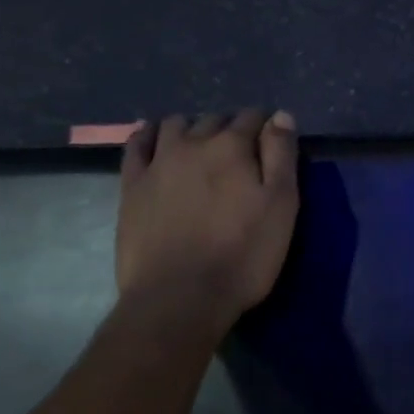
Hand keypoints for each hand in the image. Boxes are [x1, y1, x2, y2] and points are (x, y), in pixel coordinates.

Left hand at [114, 110, 299, 331]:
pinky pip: (136, 145)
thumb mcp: (281, 206)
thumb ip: (282, 156)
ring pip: (175, 125)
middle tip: (240, 152)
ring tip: (200, 147)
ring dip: (192, 128)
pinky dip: (147, 135)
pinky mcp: (131, 185)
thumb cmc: (242, 255)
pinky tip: (153, 139)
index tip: (272, 141)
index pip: (253, 118)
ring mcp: (158, 162)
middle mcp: (193, 143)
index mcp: (233, 147)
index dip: (266, 125)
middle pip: (214, 119)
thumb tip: (281, 115)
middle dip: (230, 127)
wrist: (179, 298)